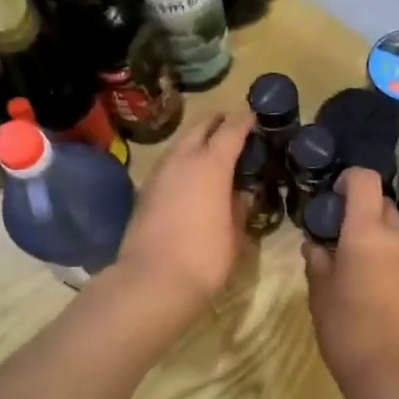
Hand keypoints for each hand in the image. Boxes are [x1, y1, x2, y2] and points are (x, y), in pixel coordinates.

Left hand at [115, 112, 252, 322]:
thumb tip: (241, 194)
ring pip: (180, 144)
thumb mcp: (234, 234)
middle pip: (200, 128)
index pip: (231, 131)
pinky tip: (189, 175)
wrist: (152, 281)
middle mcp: (183, 160)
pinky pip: (167, 164)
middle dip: (217, 122)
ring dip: (196, 140)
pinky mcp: (144, 192)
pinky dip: (181, 161)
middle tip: (232, 125)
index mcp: (211, 165)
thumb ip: (239, 207)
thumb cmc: (205, 258)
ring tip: (211, 149)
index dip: (244, 122)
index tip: (254, 117)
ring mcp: (159, 174)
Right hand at [304, 168, 398, 398]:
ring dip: (387, 248)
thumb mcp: (320, 296)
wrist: (395, 372)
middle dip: (367, 217)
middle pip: (385, 208)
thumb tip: (315, 245)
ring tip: (373, 281)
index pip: (364, 181)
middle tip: (349, 244)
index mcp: (365, 233)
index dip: (351, 180)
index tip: (338, 196)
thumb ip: (318, 263)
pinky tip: (396, 302)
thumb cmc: (346, 331)